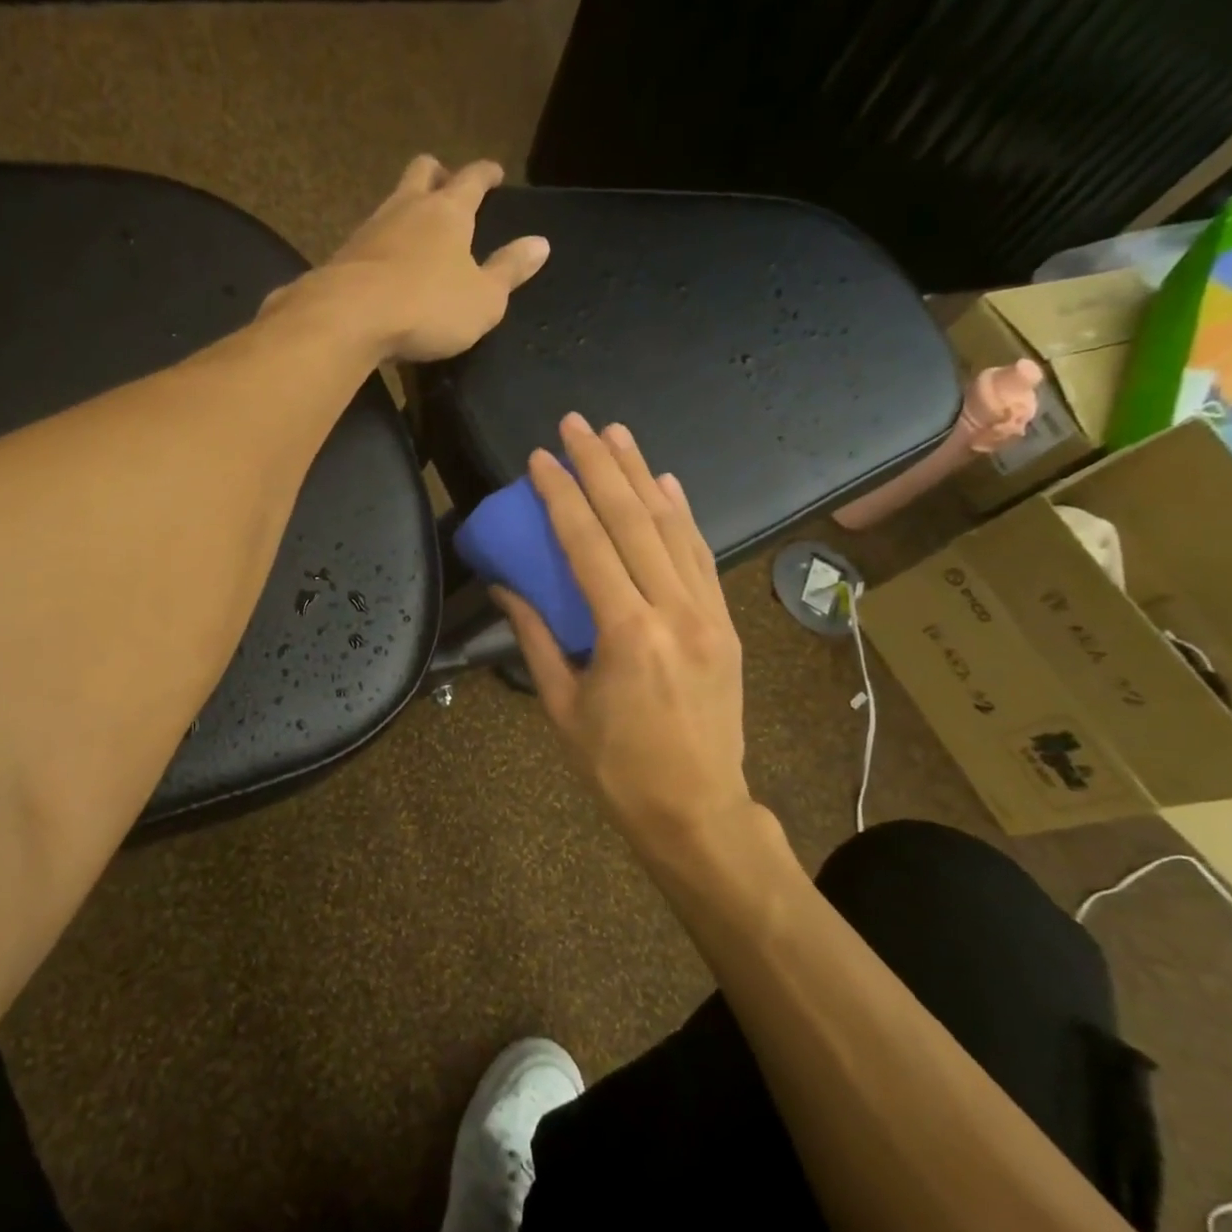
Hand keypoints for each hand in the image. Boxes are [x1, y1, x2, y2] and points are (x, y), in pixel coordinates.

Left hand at [271, 156, 549, 361]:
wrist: (350, 317)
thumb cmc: (427, 307)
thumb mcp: (483, 299)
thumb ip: (509, 271)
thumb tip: (540, 243)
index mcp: (448, 212)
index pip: (472, 179)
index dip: (486, 173)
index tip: (494, 172)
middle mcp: (408, 207)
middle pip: (422, 172)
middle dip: (439, 174)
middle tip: (448, 184)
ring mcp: (371, 228)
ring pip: (392, 202)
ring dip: (407, 208)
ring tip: (416, 229)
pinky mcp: (345, 255)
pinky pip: (370, 238)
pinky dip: (384, 243)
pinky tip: (386, 263)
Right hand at [492, 414, 758, 884]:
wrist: (696, 808)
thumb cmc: (616, 767)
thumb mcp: (561, 705)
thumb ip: (535, 637)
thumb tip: (505, 587)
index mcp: (628, 634)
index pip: (589, 545)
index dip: (562, 495)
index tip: (540, 458)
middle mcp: (675, 610)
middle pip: (635, 521)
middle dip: (602, 467)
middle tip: (577, 423)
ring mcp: (709, 613)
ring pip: (674, 529)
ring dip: (643, 476)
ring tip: (618, 435)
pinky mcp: (725, 623)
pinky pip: (702, 556)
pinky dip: (682, 516)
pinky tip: (667, 484)